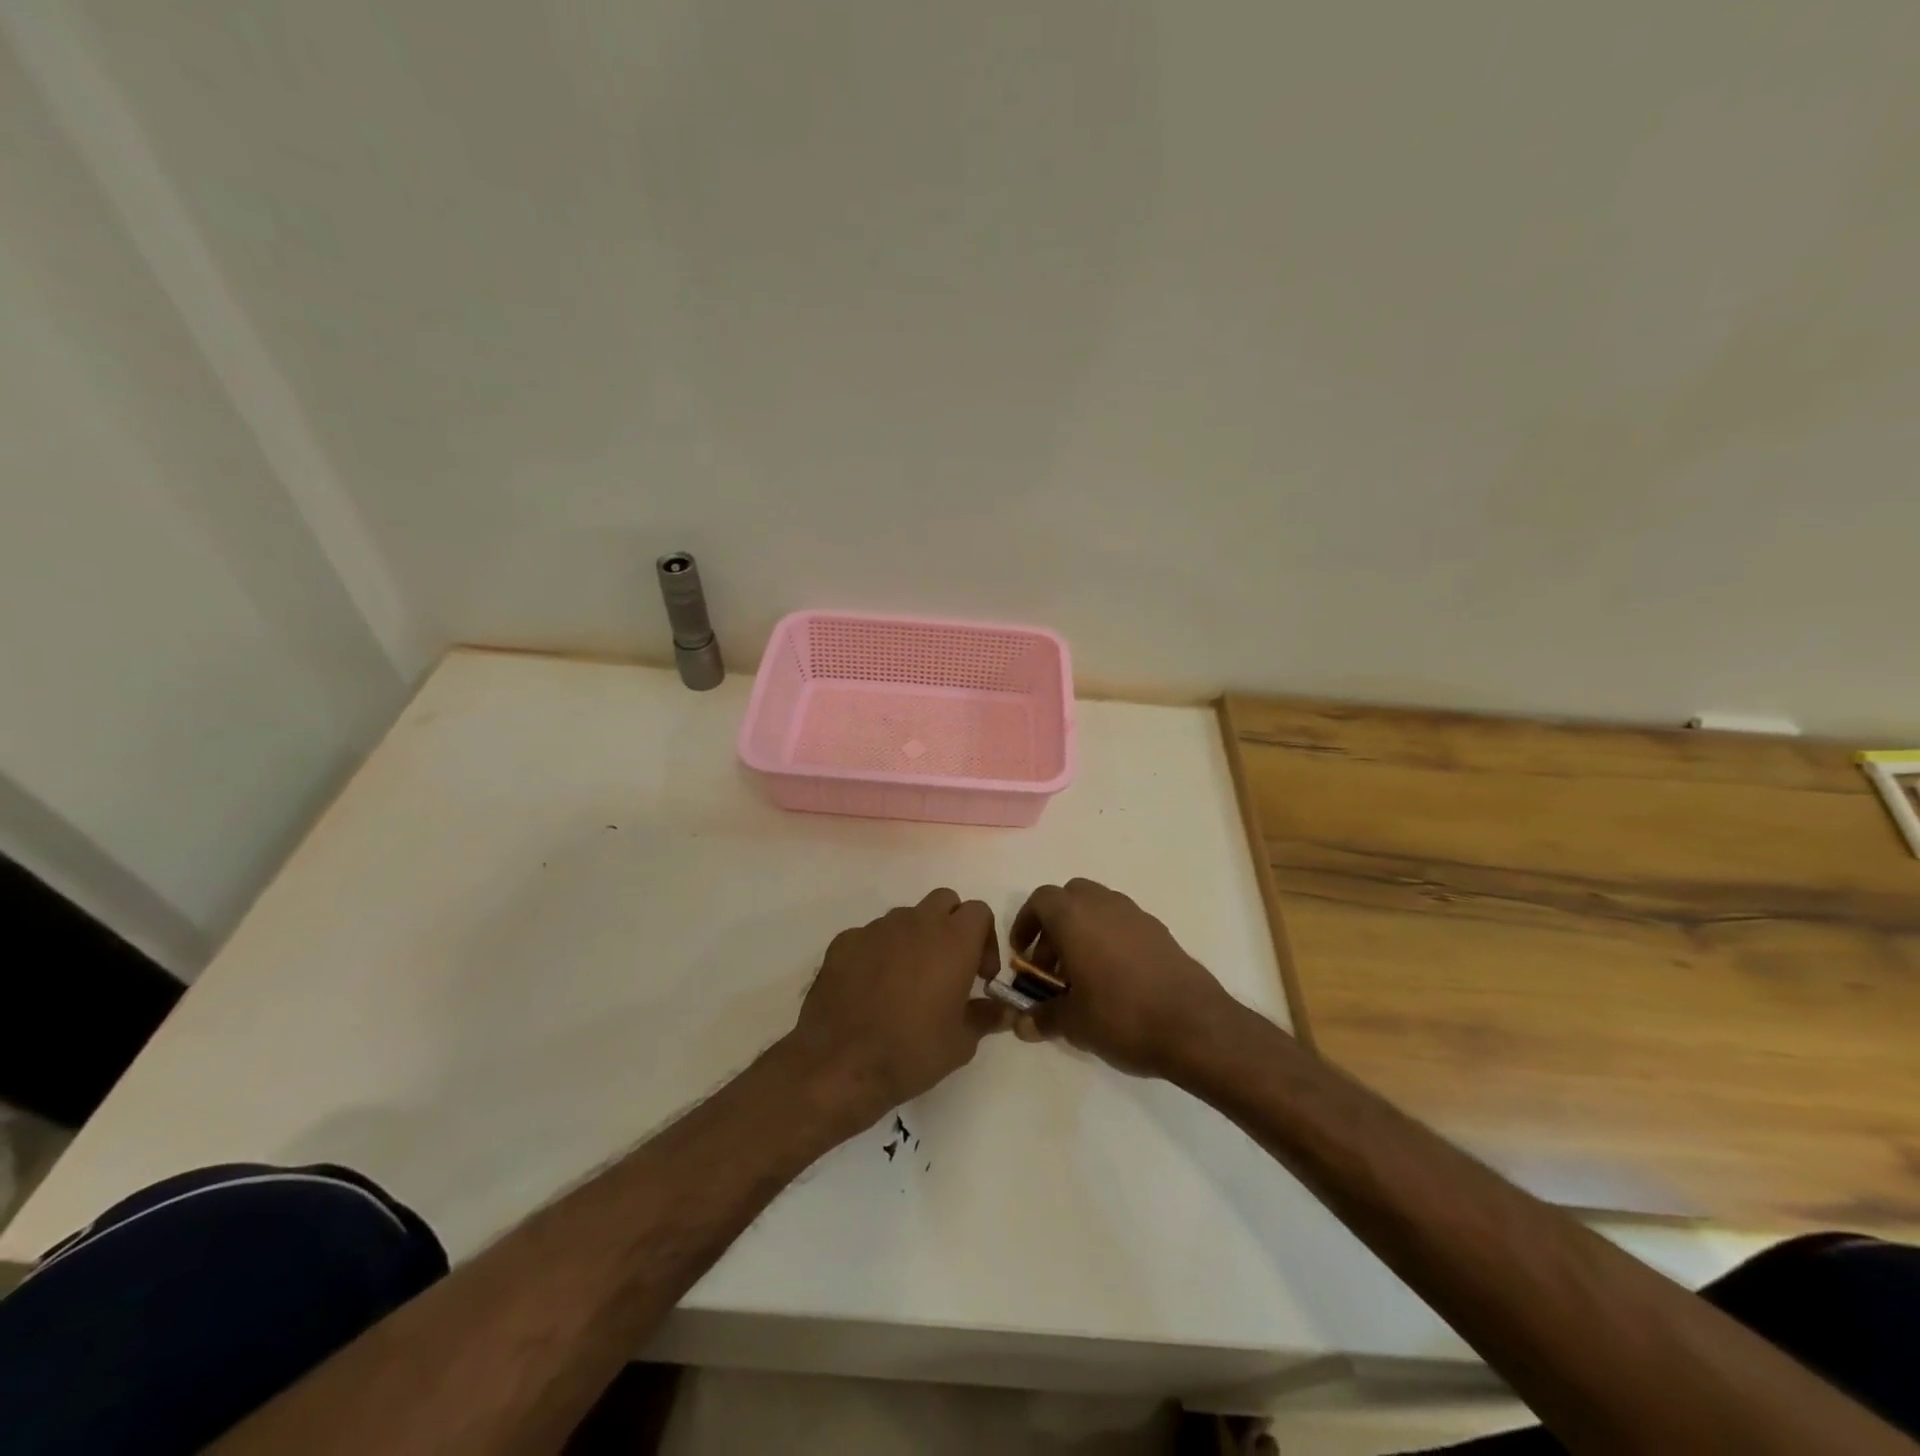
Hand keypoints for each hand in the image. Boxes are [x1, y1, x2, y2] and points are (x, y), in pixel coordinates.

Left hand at [782, 888, 1012, 1127]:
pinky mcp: (844, 941)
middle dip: (952, 926)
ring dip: (914, 938)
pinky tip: (871, 988)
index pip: (979, 911)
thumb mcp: (961, 1043)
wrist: (840, 1063)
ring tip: (907, 981)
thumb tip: (1004, 1010)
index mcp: (953, 940)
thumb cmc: (912, 1052)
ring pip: (906, 917)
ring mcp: (876, 928)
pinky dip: (878, 952)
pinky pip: (870, 936)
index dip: (985, 939)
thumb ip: (986, 1016)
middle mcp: (916, 922)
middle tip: (948, 967)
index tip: (979, 975)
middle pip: (944, 901)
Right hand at [1009, 878, 1233, 1078]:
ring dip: (1083, 932)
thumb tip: (1020, 1024)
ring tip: (1082, 977)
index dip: (1026, 923)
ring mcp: (1136, 915)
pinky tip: (1115, 981)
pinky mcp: (1161, 932)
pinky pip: (1124, 925)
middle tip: (1051, 965)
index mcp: (1074, 916)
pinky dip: (1110, 941)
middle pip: (1070, 898)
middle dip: (1055, 926)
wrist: (1195, 1026)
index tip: (1023, 955)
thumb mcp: (1073, 1023)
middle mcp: (1104, 904)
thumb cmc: (1121, 1015)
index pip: (1040, 900)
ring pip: (1099, 909)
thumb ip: (1042, 1018)